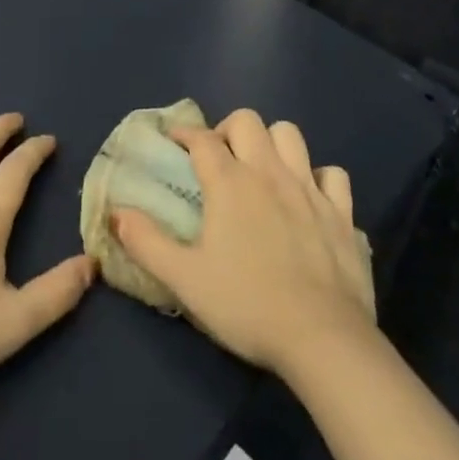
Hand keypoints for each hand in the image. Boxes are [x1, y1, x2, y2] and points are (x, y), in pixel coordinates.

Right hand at [112, 109, 375, 378]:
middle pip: (248, 121)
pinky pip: (332, 174)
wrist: (323, 338)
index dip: (184, 133)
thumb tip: (117, 212)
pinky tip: (308, 197)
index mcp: (230, 183)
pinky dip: (318, 178)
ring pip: (290, 135)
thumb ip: (146, 242)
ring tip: (261, 169)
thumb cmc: (247, 305)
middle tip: (219, 158)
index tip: (173, 141)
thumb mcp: (184, 279)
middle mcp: (269, 172)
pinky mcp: (342, 212)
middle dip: (228, 129)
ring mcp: (309, 188)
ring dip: (272, 143)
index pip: (202, 138)